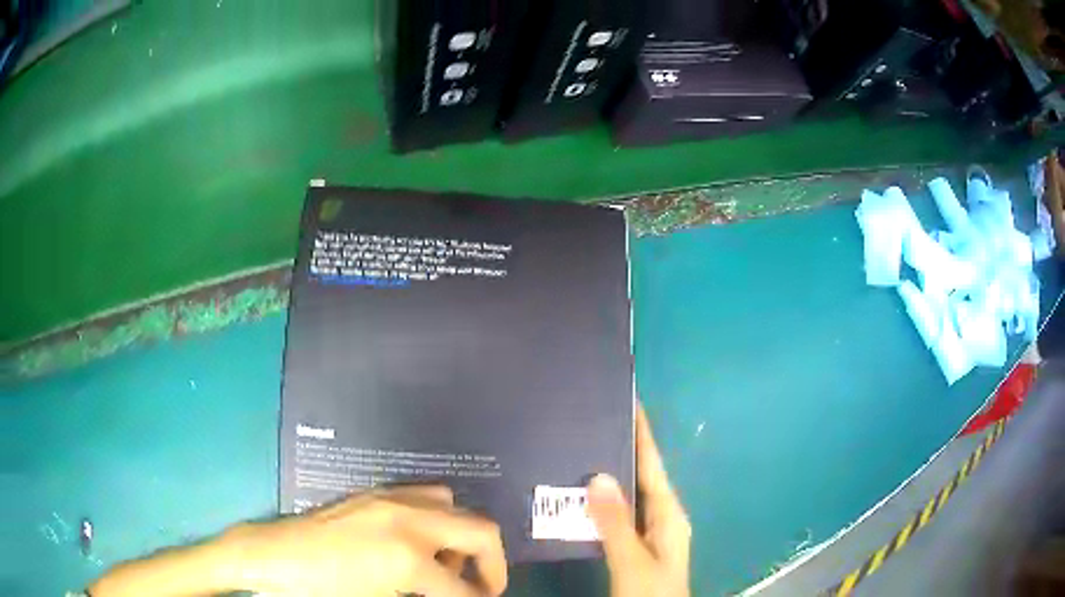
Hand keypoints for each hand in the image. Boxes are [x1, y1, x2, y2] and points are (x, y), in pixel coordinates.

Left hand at [229, 485, 507, 595]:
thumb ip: (427, 594)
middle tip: (482, 587)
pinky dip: (437, 520)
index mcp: (408, 559)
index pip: (465, 589)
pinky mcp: (377, 493)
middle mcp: (409, 521)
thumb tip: (454, 593)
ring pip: (455, 508)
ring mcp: (392, 500)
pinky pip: (426, 496)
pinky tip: (418, 541)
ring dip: (461, 539)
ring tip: (444, 565)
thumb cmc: (324, 589)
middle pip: (481, 532)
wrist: (276, 557)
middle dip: (492, 565)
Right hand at [587, 404, 691, 596]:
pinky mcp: (638, 545)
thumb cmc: (651, 591)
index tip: (629, 401)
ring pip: (631, 496)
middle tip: (592, 422)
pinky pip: (621, 514)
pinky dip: (605, 502)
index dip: (643, 433)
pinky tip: (583, 498)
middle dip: (623, 449)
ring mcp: (651, 533)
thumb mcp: (633, 560)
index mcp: (669, 514)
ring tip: (583, 450)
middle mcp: (663, 518)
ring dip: (612, 475)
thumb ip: (617, 522)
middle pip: (643, 476)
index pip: (653, 466)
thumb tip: (599, 475)